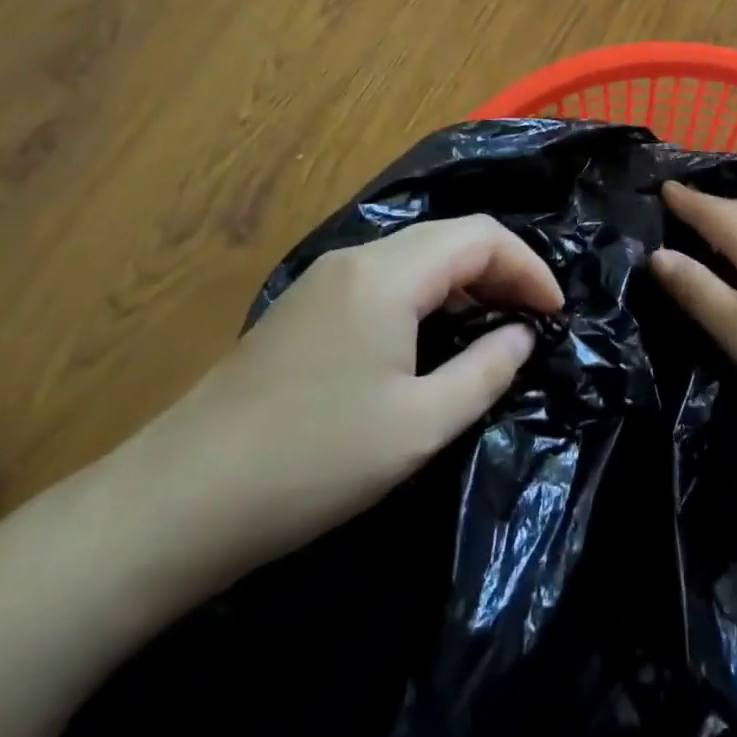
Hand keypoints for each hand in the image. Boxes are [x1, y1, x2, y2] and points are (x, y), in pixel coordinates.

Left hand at [114, 215, 560, 592]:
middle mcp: (355, 258)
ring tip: (494, 327)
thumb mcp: (419, 425)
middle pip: (448, 237)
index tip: (556, 313)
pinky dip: (428, 295)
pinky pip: (385, 279)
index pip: (480, 236)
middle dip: (501, 270)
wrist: (180, 500)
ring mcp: (325, 280)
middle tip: (533, 320)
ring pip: (416, 255)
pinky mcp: (306, 307)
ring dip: (464, 281)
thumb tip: (523, 336)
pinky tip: (433, 338)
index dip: (528, 267)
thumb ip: (485, 371)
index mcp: (387, 274)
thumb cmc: (313, 461)